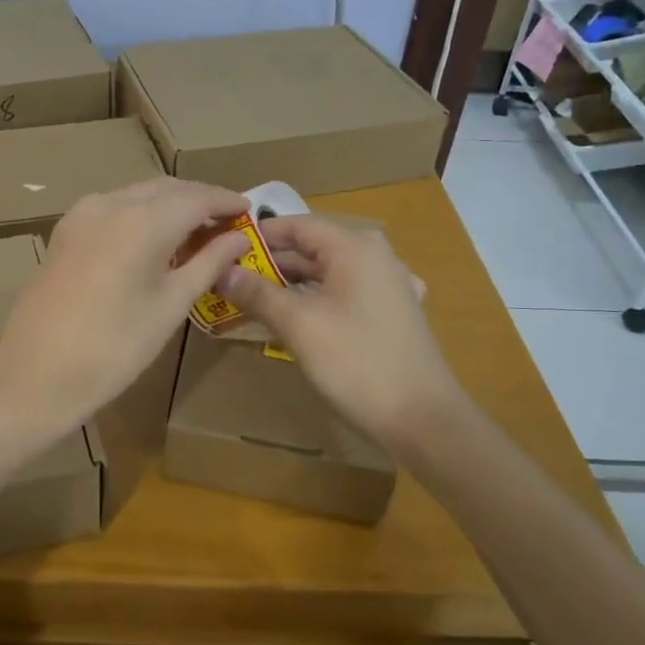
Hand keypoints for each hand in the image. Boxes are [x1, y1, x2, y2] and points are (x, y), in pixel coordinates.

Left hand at [0, 178, 253, 432]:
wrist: (36, 373)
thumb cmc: (114, 347)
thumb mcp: (170, 306)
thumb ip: (207, 263)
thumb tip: (238, 238)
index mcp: (142, 220)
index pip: (196, 197)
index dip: (226, 201)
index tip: (249, 210)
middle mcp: (111, 203)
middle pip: (166, 189)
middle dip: (198, 200)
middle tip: (227, 223)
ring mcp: (82, 214)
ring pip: (138, 194)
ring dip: (169, 205)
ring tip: (195, 232)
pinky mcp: (65, 230)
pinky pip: (114, 207)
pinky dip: (141, 214)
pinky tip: (154, 238)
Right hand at [217, 215, 460, 447]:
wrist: (423, 419)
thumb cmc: (357, 363)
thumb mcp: (299, 325)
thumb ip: (258, 293)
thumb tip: (221, 271)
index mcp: (354, 249)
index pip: (297, 225)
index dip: (259, 234)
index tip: (223, 247)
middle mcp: (374, 257)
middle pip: (312, 248)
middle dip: (270, 262)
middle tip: (230, 277)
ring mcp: (387, 286)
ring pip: (327, 273)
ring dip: (290, 283)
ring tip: (252, 298)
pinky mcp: (391, 313)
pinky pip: (344, 293)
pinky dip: (316, 299)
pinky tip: (296, 317)